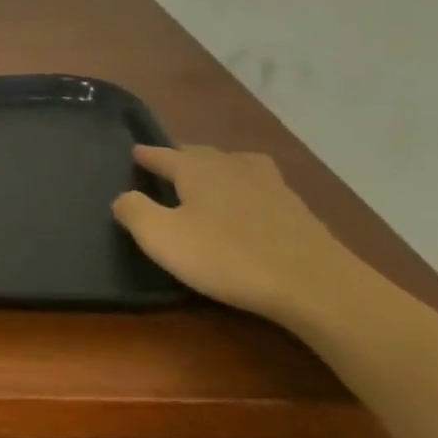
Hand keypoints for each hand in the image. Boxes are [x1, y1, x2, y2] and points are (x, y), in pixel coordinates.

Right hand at [112, 144, 361, 328]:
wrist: (315, 285)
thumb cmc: (227, 257)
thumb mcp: (162, 237)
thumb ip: (134, 211)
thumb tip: (121, 196)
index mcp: (195, 169)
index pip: (163, 154)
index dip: (146, 155)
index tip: (134, 152)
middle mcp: (230, 166)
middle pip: (201, 154)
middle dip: (182, 157)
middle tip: (169, 166)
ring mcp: (269, 185)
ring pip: (236, 165)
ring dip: (220, 168)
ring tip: (212, 178)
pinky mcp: (297, 209)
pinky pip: (263, 187)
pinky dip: (249, 189)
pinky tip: (251, 203)